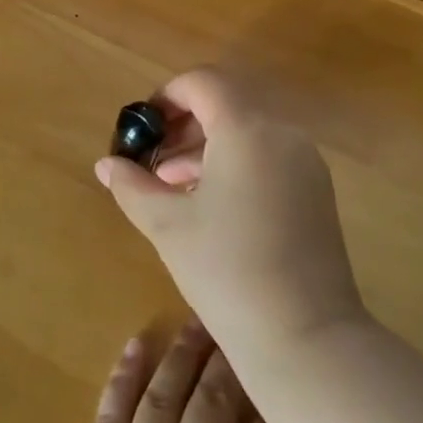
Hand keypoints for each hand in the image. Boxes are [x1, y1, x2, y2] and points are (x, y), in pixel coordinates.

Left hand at [34, 323, 314, 422]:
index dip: (283, 409)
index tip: (295, 376)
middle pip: (212, 407)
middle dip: (233, 363)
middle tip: (247, 324)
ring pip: (162, 398)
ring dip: (182, 354)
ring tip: (201, 319)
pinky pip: (107, 416)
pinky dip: (122, 376)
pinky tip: (137, 342)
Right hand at [94, 69, 365, 364]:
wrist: (306, 340)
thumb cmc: (227, 272)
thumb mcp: (168, 226)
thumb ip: (133, 186)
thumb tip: (106, 165)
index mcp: (247, 129)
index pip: (203, 83)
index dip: (167, 96)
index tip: (143, 127)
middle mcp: (282, 133)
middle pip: (227, 102)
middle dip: (185, 121)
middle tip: (154, 155)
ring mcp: (305, 162)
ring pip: (248, 130)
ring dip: (208, 144)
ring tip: (173, 183)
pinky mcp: (316, 190)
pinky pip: (268, 155)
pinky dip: (236, 162)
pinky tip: (210, 202)